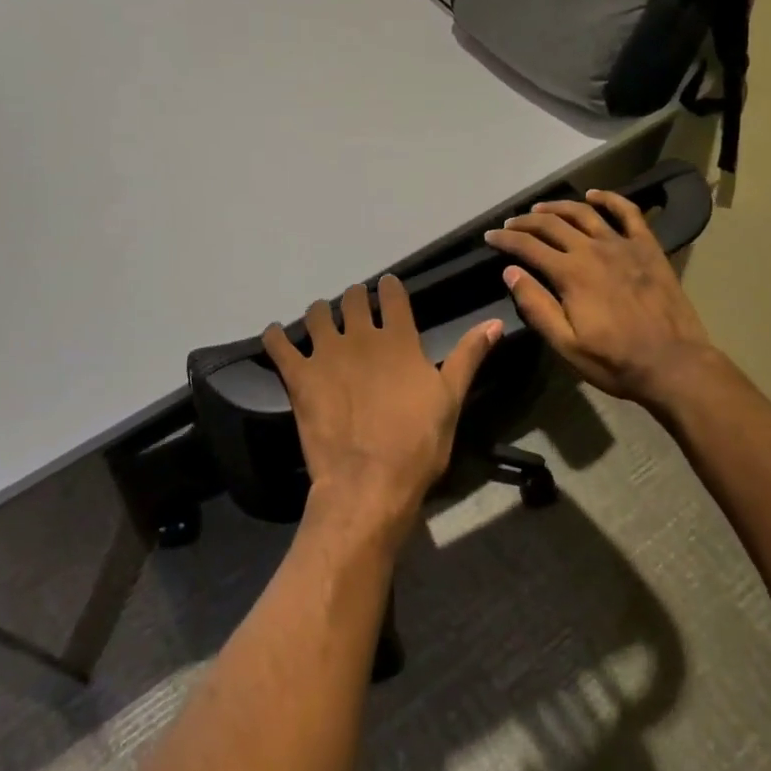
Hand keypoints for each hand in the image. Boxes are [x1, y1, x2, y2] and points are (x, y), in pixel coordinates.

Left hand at [263, 277, 501, 547]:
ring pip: (315, 313)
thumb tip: (494, 322)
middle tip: (354, 309)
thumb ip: (468, 357)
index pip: (391, 294)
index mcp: (398, 338)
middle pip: (351, 298)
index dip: (388, 288)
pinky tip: (277, 336)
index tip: (386, 289)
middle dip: (353, 298)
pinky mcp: (299, 376)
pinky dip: (276, 336)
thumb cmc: (417, 444)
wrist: (369, 482)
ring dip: (318, 314)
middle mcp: (360, 336)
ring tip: (320, 324)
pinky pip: (279, 344)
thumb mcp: (451, 400)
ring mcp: (326, 353)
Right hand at [483, 188, 717, 407]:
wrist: (673, 364)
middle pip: (552, 225)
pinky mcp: (648, 248)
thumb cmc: (614, 361)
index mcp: (570, 274)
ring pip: (583, 213)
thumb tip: (510, 272)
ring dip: (558, 207)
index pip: (528, 247)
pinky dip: (609, 199)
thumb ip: (536, 306)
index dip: (505, 239)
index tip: (490, 236)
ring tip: (541, 208)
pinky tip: (594, 195)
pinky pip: (628, 213)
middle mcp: (593, 250)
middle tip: (511, 223)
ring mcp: (623, 245)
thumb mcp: (565, 344)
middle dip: (526, 222)